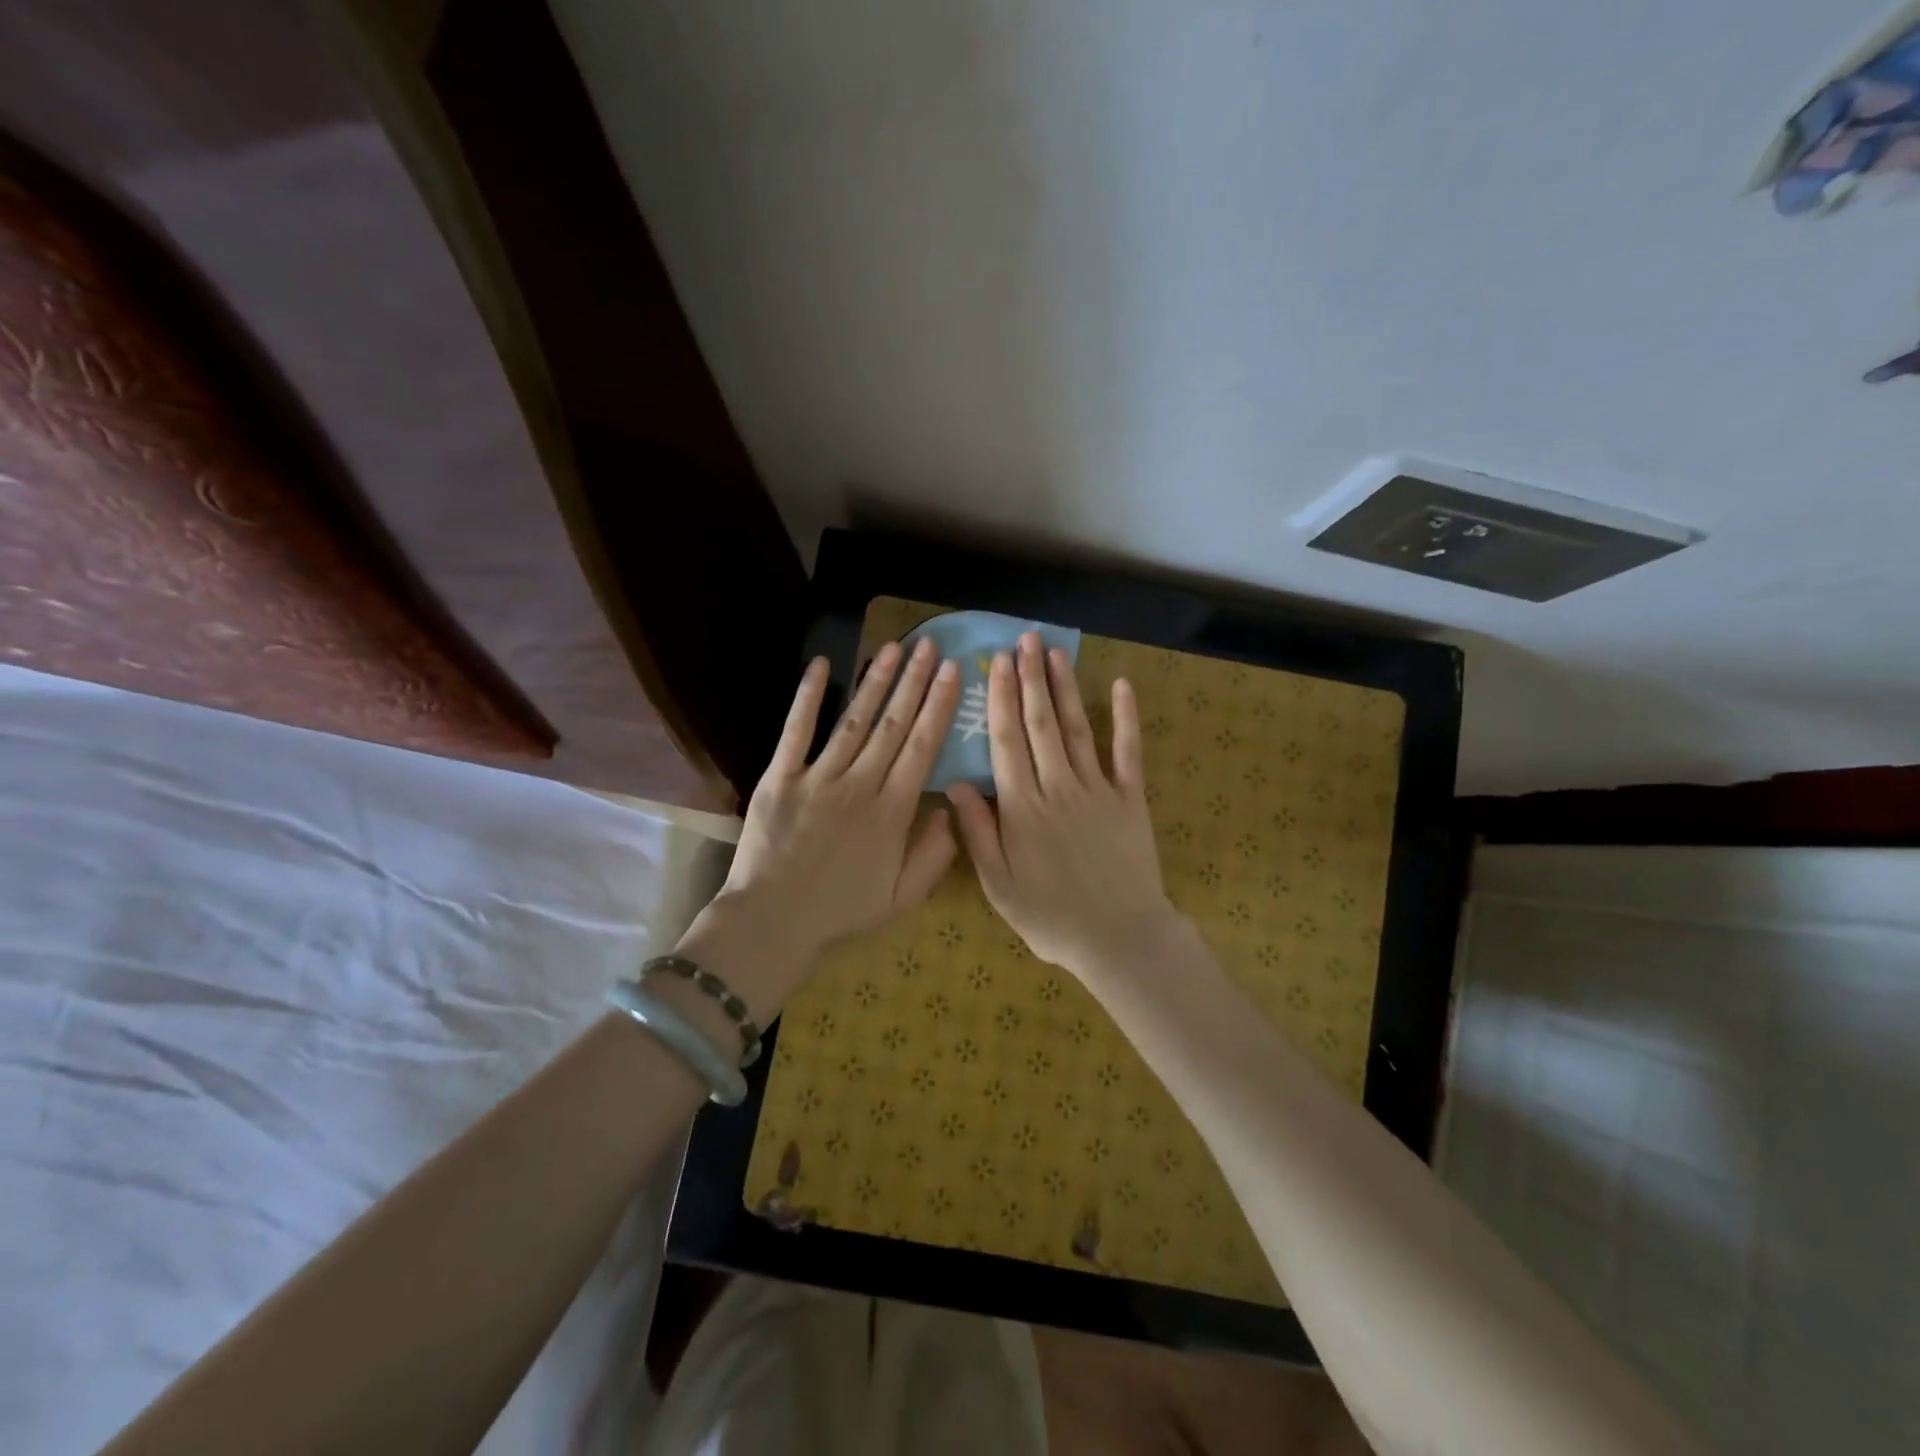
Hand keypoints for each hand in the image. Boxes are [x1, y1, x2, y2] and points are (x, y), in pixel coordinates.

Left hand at [687, 639, 961, 1014]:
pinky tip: (822, 665)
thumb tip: (950, 808)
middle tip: (930, 646)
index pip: (923, 748)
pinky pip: (796, 731)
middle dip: (914, 682)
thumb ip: (934, 854)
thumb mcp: (902, 898)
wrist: (772, 922)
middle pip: (894, 725)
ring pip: (854, 720)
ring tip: (894, 648)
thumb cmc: (840, 912)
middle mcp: (860, 785)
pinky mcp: (781, 777)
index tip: (952, 673)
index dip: (939, 706)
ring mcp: (818, 778)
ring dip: (876, 681)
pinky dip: (809, 697)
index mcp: (892, 813)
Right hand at [946, 631, 1181, 982]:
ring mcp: (1098, 790)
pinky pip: (1128, 751)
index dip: (1000, 699)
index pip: (1006, 742)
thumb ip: (978, 833)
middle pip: (1041, 724)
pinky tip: (1121, 686)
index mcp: (1023, 808)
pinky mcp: (1130, 798)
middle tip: (1025, 640)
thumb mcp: (1000, 886)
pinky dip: (1126, 717)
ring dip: (1065, 689)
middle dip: (1030, 679)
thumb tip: (956, 784)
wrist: (1120, 937)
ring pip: (1078, 729)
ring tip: (1055, 653)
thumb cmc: (1052, 917)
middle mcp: (1059, 788)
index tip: (996, 663)